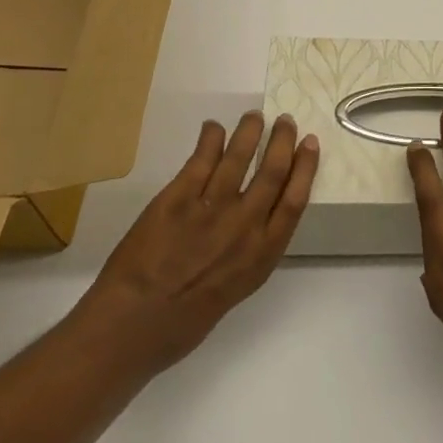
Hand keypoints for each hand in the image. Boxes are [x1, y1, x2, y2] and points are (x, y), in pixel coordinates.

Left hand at [77, 111, 318, 377]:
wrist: (132, 325)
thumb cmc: (184, 322)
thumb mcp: (235, 288)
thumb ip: (251, 250)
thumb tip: (255, 219)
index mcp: (261, 254)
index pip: (294, 200)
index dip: (305, 166)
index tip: (310, 143)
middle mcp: (244, 226)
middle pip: (272, 171)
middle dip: (282, 140)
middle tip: (285, 121)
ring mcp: (211, 208)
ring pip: (239, 156)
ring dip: (249, 130)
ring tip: (253, 117)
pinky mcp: (179, 197)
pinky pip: (202, 157)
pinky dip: (211, 137)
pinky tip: (214, 128)